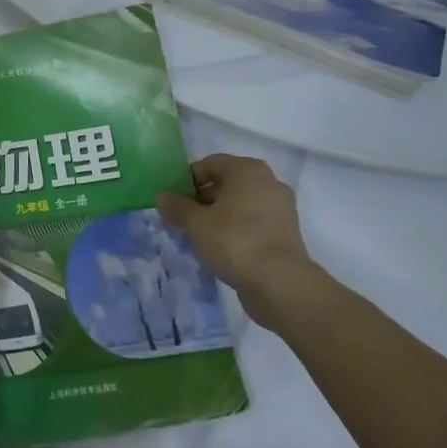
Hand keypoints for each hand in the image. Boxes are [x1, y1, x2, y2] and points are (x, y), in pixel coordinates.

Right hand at [156, 154, 317, 330]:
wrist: (279, 283)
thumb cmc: (234, 240)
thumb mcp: (196, 223)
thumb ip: (177, 207)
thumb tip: (161, 196)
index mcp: (247, 169)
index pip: (209, 164)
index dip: (188, 180)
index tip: (173, 201)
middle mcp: (268, 181)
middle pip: (226, 183)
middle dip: (202, 199)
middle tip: (183, 219)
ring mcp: (280, 208)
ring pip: (240, 204)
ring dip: (218, 215)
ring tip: (199, 236)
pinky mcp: (285, 232)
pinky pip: (253, 222)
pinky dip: (236, 229)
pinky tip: (220, 248)